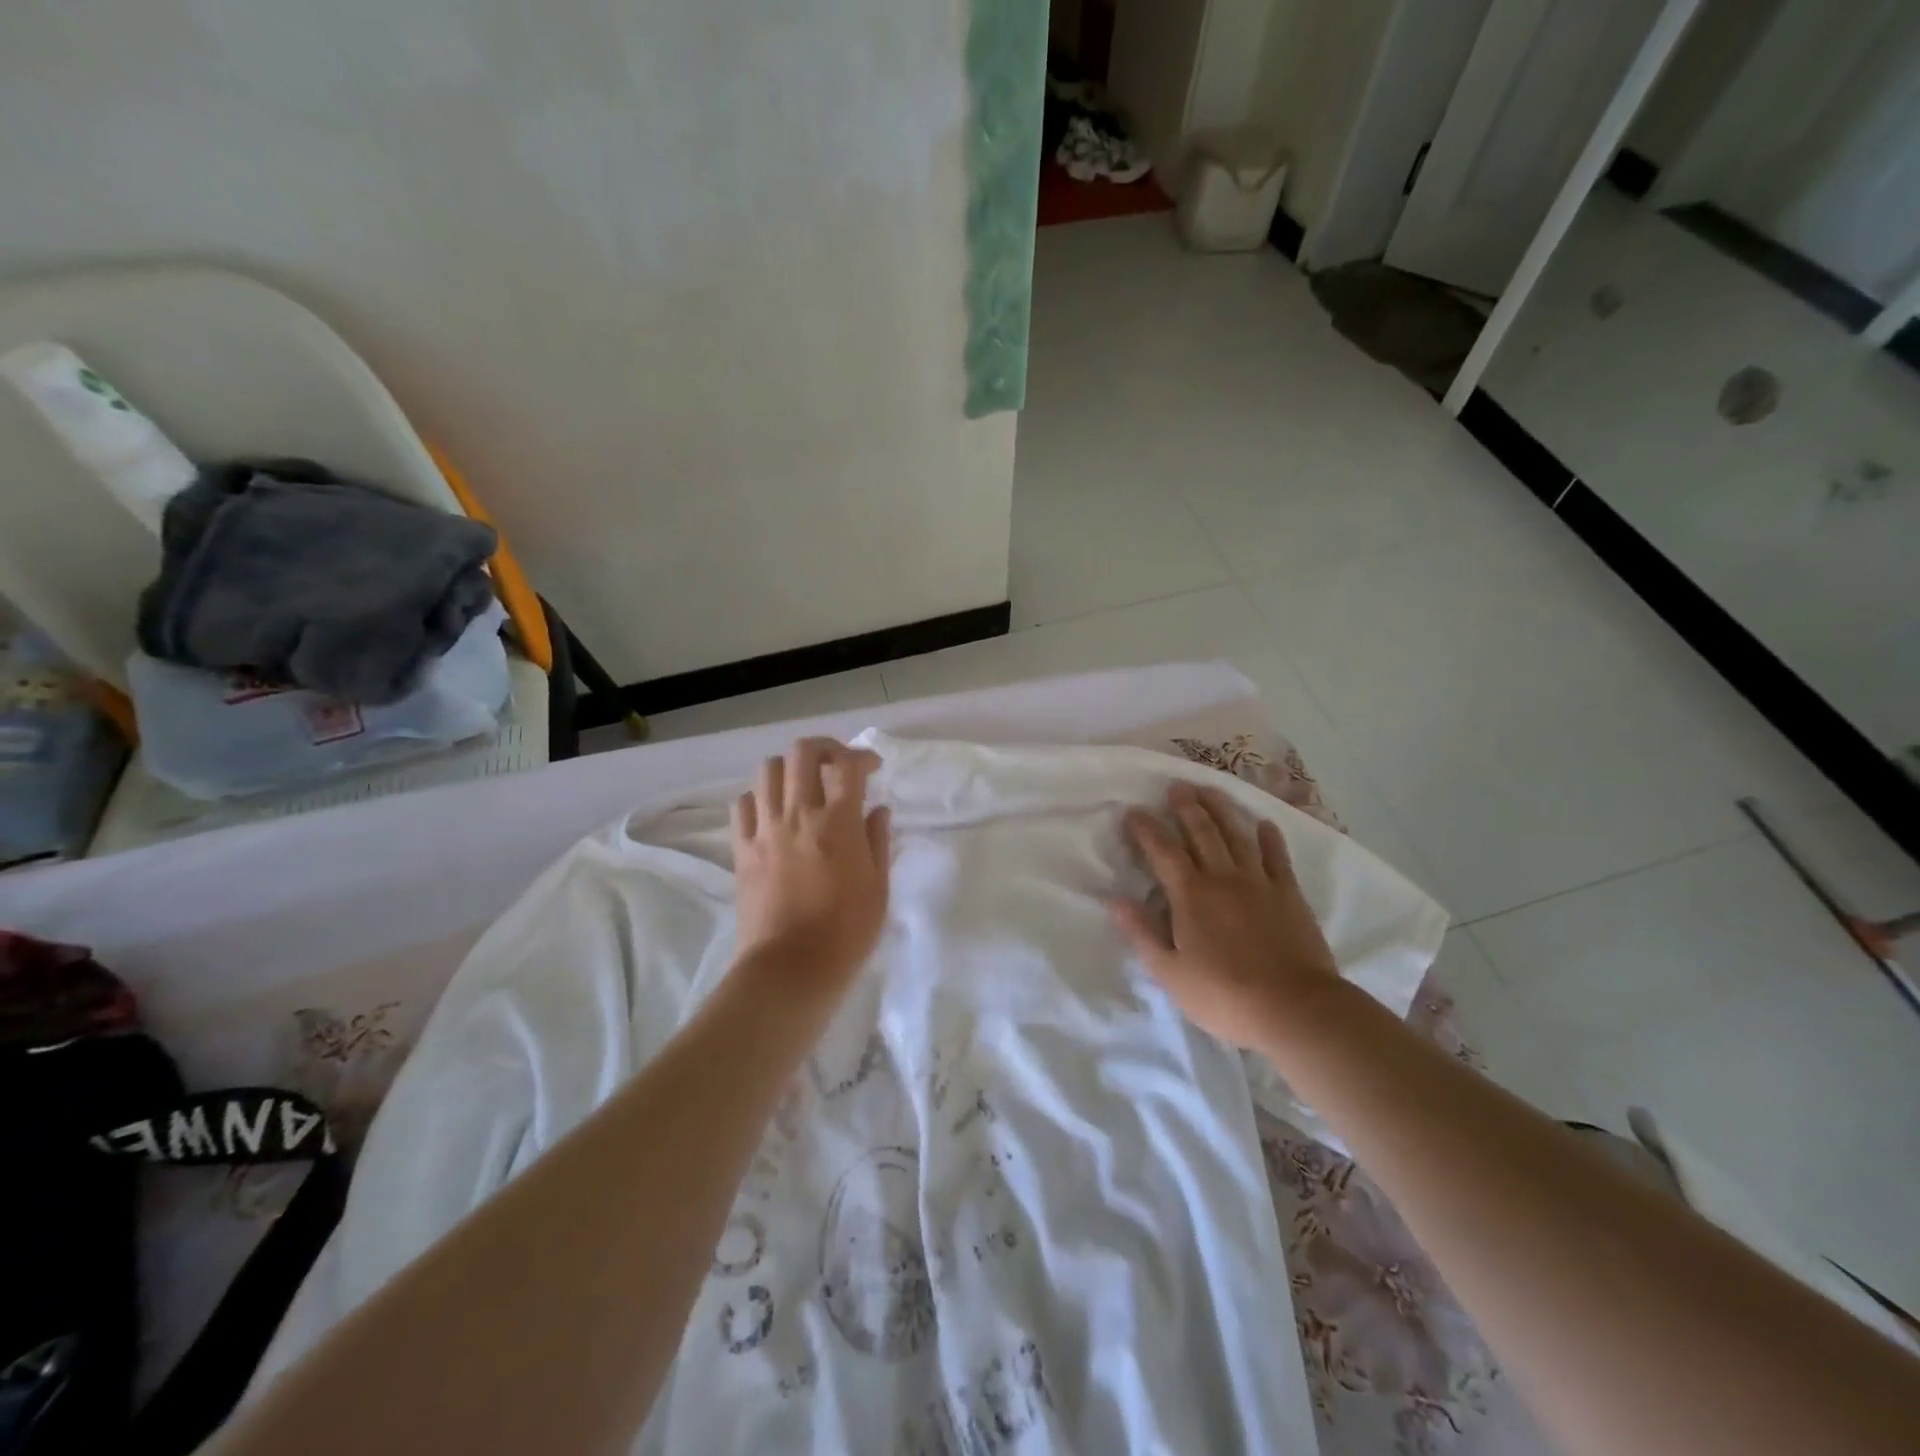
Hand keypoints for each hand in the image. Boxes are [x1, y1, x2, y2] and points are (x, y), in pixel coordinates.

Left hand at [730, 738, 891, 995]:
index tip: (873, 767)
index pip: (848, 765)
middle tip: (838, 765)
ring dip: (790, 768)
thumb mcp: (878, 888)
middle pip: (802, 753)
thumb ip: (878, 841)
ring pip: (768, 770)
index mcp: (838, 823)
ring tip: (804, 786)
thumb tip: (877, 810)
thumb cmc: (846, 933)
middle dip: (825, 748)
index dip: (863, 756)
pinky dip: (759, 797)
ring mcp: (765, 830)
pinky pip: (742, 804)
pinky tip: (774, 813)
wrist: (791, 969)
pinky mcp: (742, 849)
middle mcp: (799, 815)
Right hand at [1110, 781, 1338, 1048]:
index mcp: (1190, 895)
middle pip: (1202, 832)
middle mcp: (1223, 878)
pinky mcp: (1289, 894)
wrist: (1294, 1008)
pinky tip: (1264, 824)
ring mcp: (1259, 883)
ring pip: (1237, 835)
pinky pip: (1277, 857)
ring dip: (1222, 810)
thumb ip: (1142, 933)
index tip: (1133, 811)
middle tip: (1176, 786)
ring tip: (1210, 790)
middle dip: (1186, 807)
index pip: (1162, 851)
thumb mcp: (1170, 972)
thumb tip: (1114, 900)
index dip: (1146, 829)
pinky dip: (1269, 838)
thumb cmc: (1224, 995)